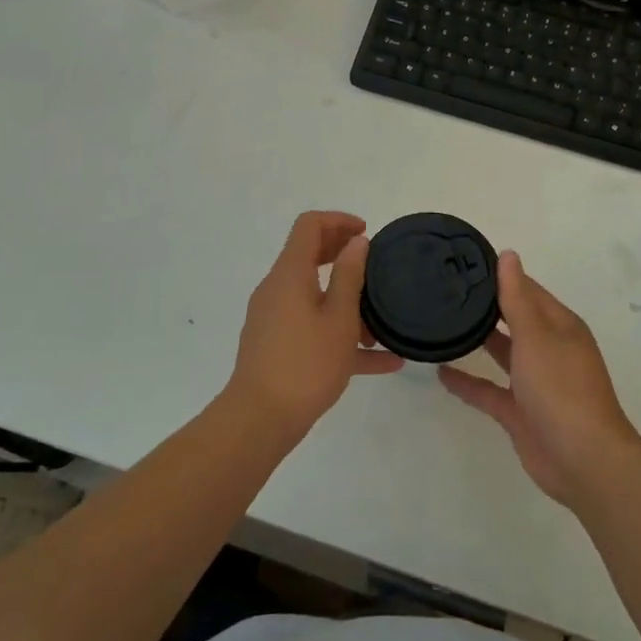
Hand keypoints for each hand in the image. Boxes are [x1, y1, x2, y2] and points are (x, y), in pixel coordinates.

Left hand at [227, 211, 404, 441]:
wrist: (259, 420)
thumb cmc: (305, 363)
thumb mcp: (339, 318)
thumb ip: (349, 275)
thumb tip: (356, 242)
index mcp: (290, 273)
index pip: (309, 226)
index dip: (338, 221)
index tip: (366, 233)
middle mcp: (278, 288)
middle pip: (310, 255)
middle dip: (343, 255)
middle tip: (375, 265)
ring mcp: (274, 318)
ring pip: (314, 296)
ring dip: (346, 302)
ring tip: (382, 325)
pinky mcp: (276, 345)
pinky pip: (312, 328)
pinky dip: (340, 334)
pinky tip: (381, 362)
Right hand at [439, 251, 640, 508]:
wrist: (582, 459)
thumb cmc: (561, 386)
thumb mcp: (536, 335)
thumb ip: (517, 297)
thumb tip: (509, 254)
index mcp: (560, 325)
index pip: (528, 290)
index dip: (501, 276)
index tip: (466, 264)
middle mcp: (549, 349)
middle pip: (515, 319)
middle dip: (487, 306)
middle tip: (447, 290)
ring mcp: (534, 382)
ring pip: (503, 353)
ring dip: (479, 340)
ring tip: (444, 323)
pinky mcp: (520, 412)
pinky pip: (489, 390)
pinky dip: (468, 382)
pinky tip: (441, 372)